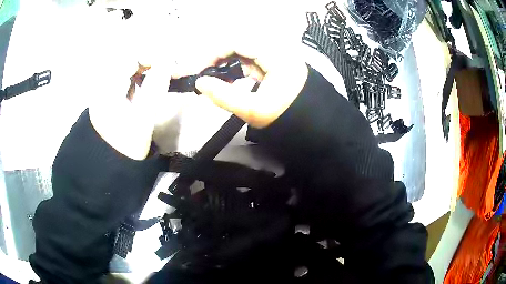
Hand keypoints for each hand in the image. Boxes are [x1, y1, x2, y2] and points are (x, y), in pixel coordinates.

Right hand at [195, 47, 307, 127]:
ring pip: (245, 54)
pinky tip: (232, 81)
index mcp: (276, 56)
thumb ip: (223, 96)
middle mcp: (278, 51)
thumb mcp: (252, 110)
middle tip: (207, 76)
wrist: (312, 126)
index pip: (238, 43)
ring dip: (229, 65)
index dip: (215, 53)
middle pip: (240, 46)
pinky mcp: (277, 65)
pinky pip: (253, 61)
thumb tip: (200, 82)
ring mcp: (278, 57)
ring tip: (217, 81)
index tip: (201, 70)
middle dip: (220, 60)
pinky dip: (239, 70)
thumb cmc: (285, 117)